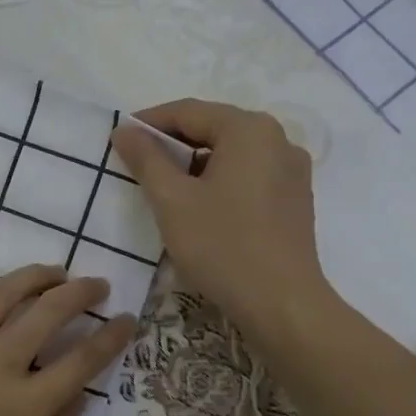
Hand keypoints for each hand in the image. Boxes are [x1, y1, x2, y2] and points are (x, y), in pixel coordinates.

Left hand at [0, 253, 136, 415]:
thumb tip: (78, 399)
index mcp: (24, 406)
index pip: (82, 360)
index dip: (112, 336)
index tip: (127, 319)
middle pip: (48, 313)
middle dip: (81, 293)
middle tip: (96, 285)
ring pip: (0, 295)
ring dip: (33, 275)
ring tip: (53, 270)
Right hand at [110, 98, 332, 339]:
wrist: (282, 304)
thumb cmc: (222, 245)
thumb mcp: (172, 200)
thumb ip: (146, 159)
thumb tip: (124, 130)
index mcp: (249, 129)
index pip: (188, 111)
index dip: (149, 123)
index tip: (119, 139)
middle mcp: (278, 139)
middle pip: (213, 128)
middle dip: (172, 143)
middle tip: (138, 164)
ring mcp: (292, 169)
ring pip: (231, 152)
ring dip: (195, 163)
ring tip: (166, 188)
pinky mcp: (296, 198)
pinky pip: (249, 173)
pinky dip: (220, 179)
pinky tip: (201, 206)